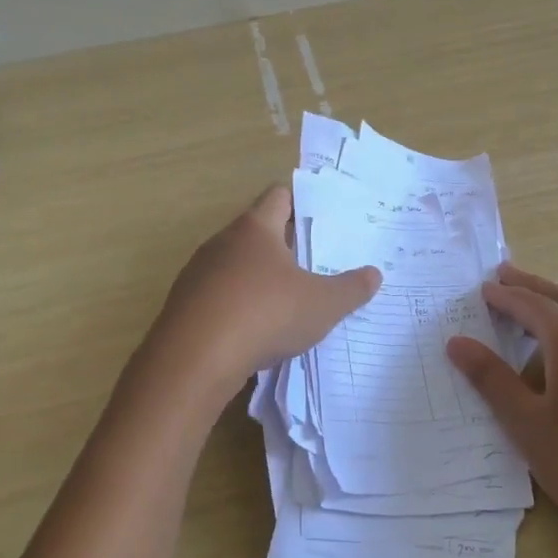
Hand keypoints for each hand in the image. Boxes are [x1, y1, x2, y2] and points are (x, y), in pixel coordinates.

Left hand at [143, 185, 381, 402]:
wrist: (193, 360)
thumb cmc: (265, 315)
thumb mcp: (322, 305)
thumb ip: (351, 288)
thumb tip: (374, 274)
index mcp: (255, 228)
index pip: (278, 196)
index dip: (300, 201)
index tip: (321, 216)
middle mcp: (222, 241)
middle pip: (256, 230)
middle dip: (283, 244)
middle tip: (313, 261)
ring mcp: (198, 273)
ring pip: (234, 264)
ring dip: (257, 277)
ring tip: (286, 299)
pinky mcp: (183, 305)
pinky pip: (217, 295)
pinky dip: (236, 305)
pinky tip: (253, 330)